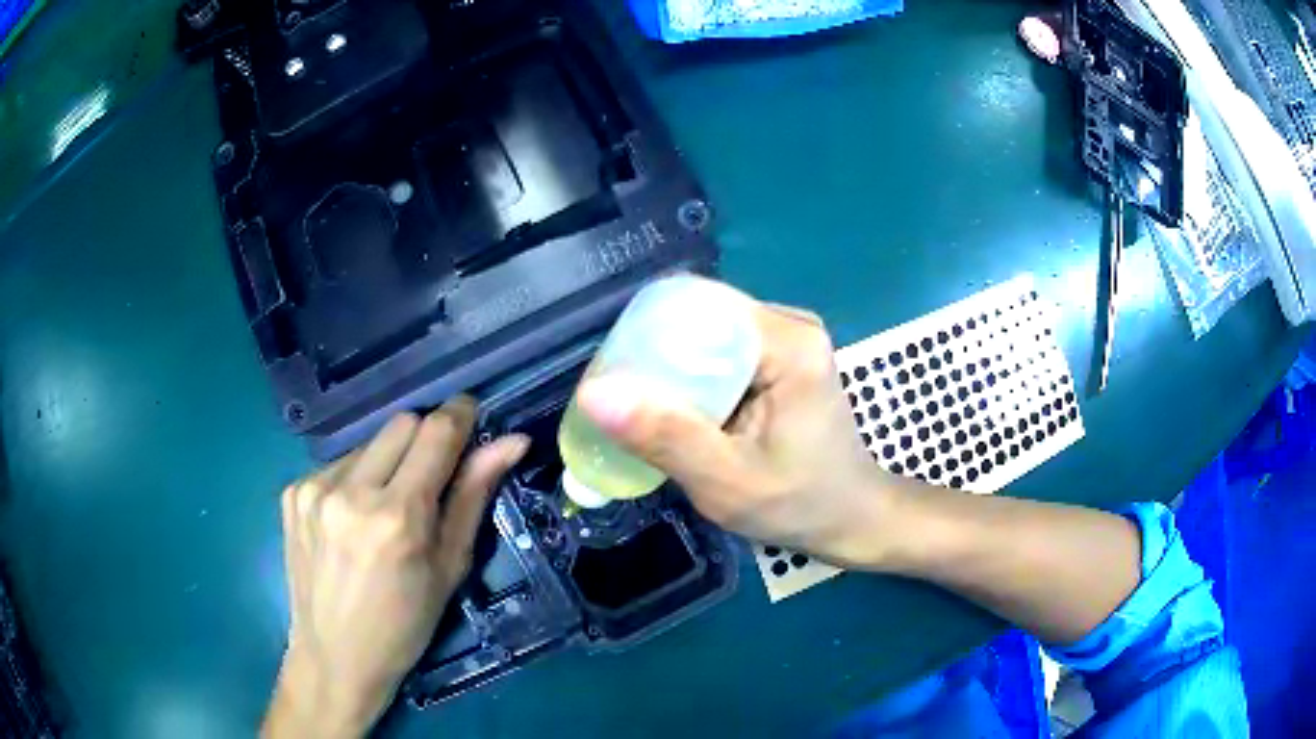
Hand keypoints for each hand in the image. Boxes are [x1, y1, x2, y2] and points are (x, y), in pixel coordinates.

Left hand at [263, 399, 527, 737]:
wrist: (335, 656)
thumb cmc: (405, 624)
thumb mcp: (450, 567)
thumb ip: (474, 496)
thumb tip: (512, 441)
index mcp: (397, 517)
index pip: (435, 432)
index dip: (460, 415)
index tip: (473, 416)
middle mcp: (349, 491)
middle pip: (401, 423)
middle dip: (425, 440)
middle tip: (431, 480)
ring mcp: (313, 488)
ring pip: (368, 442)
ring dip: (388, 463)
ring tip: (385, 510)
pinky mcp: (292, 491)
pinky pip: (338, 463)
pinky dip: (356, 479)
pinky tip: (353, 519)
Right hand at [577, 294, 905, 568]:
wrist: (851, 516)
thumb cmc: (799, 505)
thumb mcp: (726, 483)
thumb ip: (665, 437)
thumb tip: (594, 392)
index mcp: (788, 342)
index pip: (695, 309)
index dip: (645, 338)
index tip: (614, 383)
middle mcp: (789, 324)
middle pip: (699, 318)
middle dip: (654, 358)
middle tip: (622, 406)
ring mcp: (787, 337)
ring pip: (705, 335)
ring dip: (671, 371)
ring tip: (644, 412)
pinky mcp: (781, 355)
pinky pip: (719, 351)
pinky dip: (693, 378)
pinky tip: (681, 413)